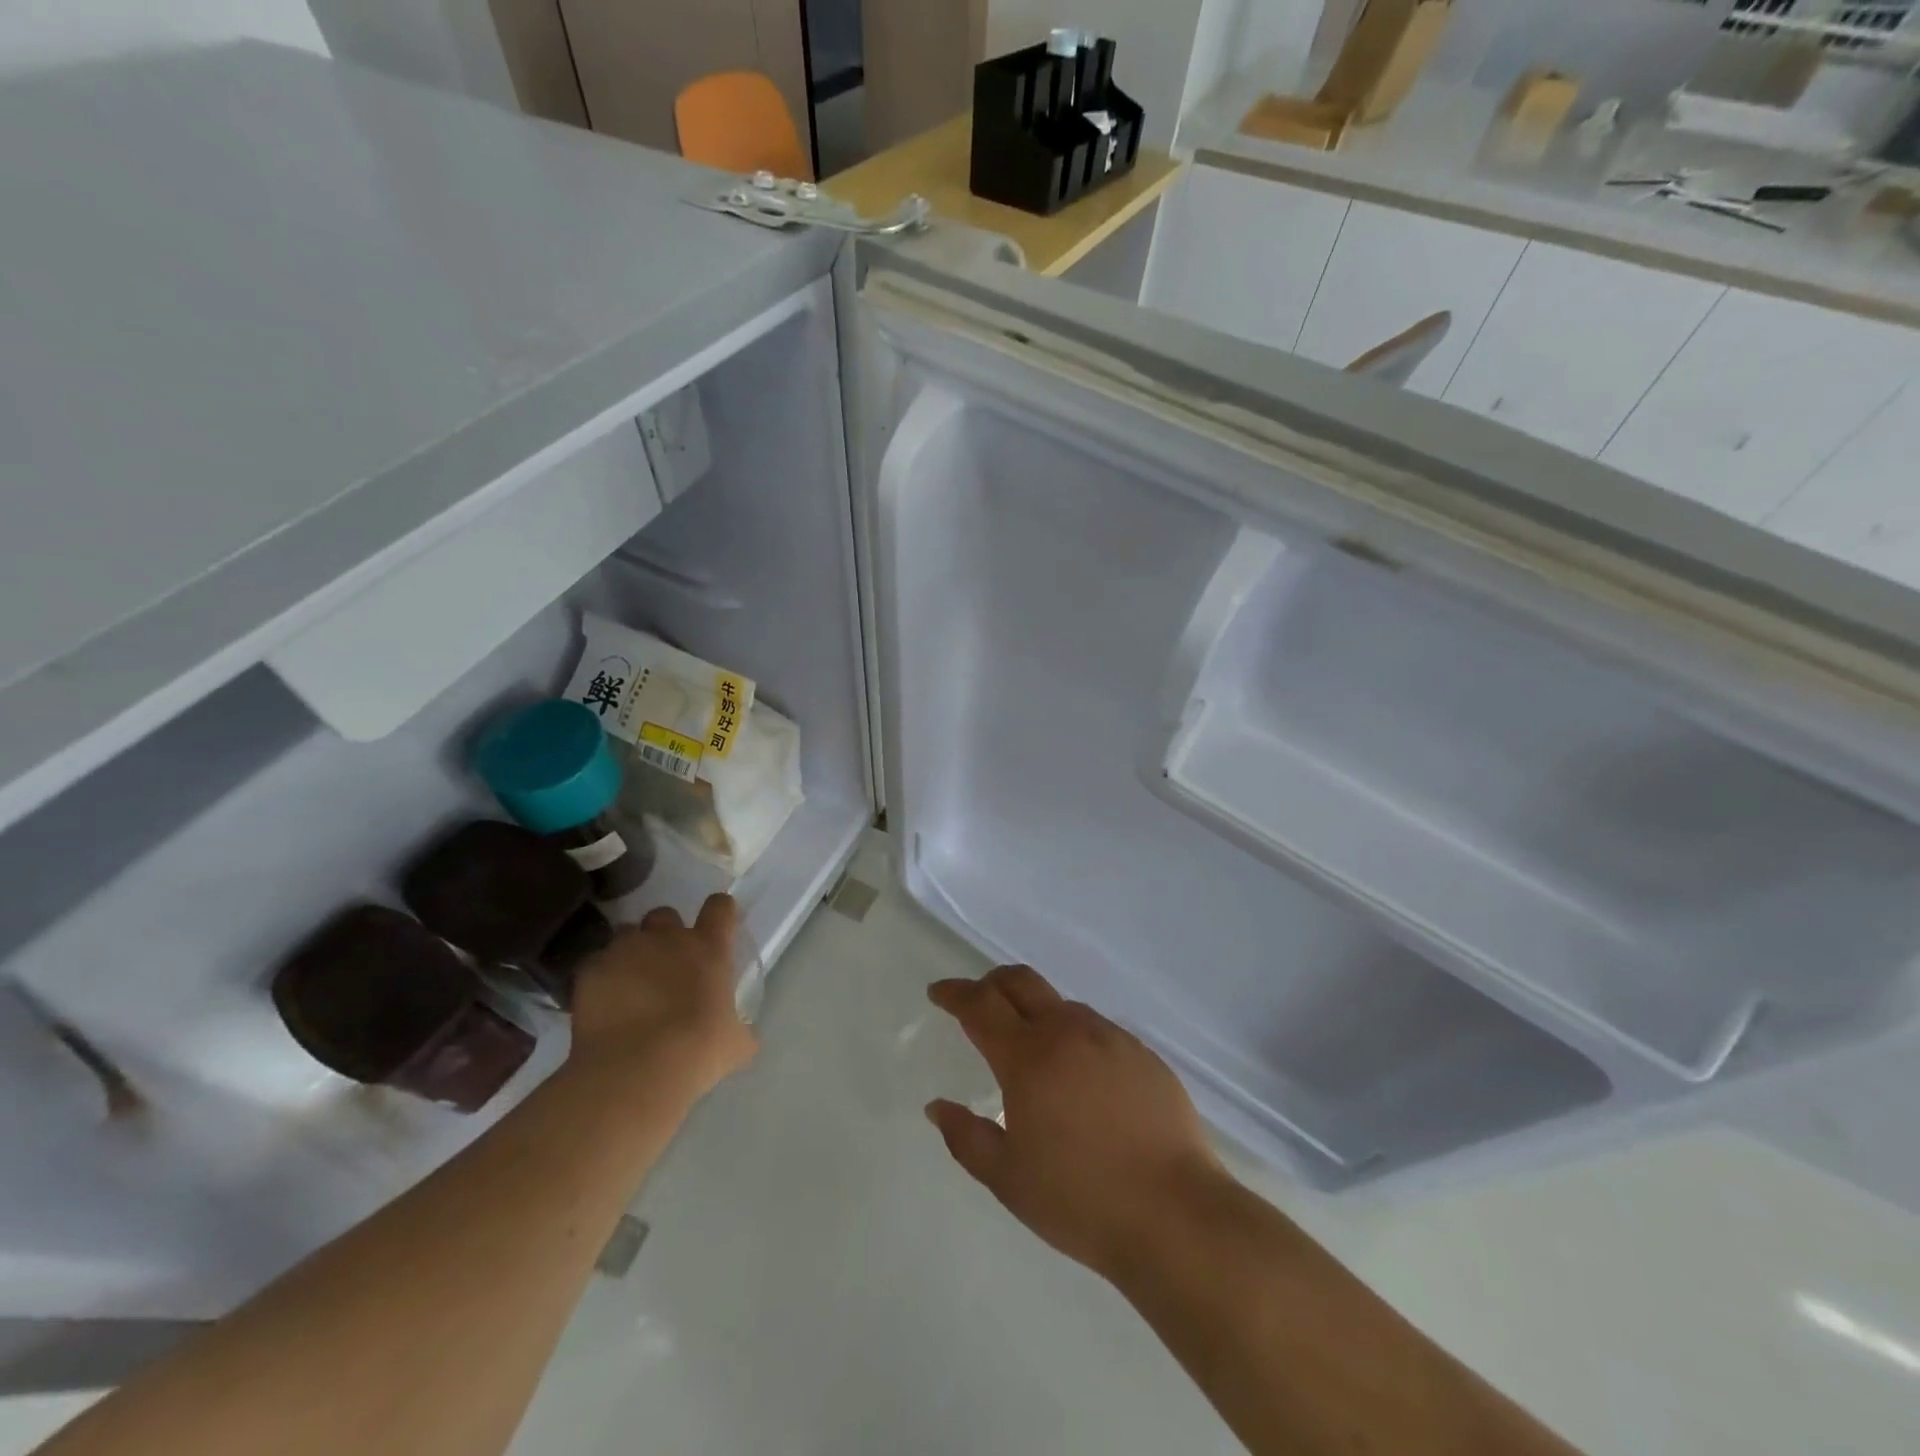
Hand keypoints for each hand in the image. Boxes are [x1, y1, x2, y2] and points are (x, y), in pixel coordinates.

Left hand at [568, 894, 756, 1102]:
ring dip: (629, 952)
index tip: (718, 926)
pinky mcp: (590, 971)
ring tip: (629, 984)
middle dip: (664, 933)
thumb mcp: (735, 1044)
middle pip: (665, 914)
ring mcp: (625, 951)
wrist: (635, 1071)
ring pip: (625, 934)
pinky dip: (599, 979)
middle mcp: (667, 938)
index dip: (720, 912)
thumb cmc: (697, 1051)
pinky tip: (602, 1005)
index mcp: (708, 948)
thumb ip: (739, 1029)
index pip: (720, 907)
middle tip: (666, 963)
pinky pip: (594, 964)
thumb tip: (743, 1034)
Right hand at [925, 965, 1223, 1281]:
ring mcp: (1110, 1038)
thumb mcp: (1008, 1178)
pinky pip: (1097, 1029)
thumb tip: (937, 1106)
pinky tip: (1080, 1075)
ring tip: (1031, 1048)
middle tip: (976, 1001)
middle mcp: (1067, 1032)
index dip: (955, 993)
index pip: (980, 1005)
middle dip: (991, 983)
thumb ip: (966, 1137)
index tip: (938, 992)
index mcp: (1028, 1057)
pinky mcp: (1143, 1054)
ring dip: (1035, 1011)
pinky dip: (1073, 1035)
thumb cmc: (1080, 1200)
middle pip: (1021, 982)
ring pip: (1061, 1005)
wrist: (1175, 1214)